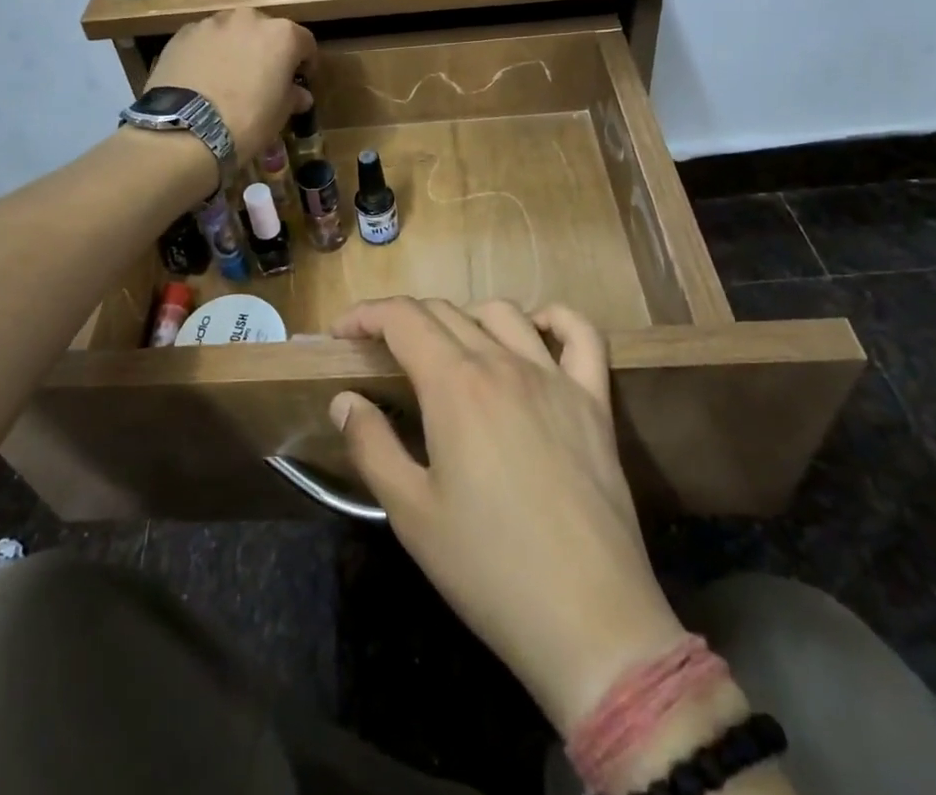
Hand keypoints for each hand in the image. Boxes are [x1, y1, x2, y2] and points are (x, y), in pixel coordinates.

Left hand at [145, 8, 315, 159]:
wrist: (186, 129)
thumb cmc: (247, 120)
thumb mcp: (280, 114)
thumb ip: (293, 96)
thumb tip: (299, 95)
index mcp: (282, 35)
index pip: (304, 42)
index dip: (304, 62)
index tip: (299, 80)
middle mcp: (248, 19)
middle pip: (265, 31)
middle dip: (266, 51)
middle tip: (261, 78)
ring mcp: (212, 23)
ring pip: (231, 33)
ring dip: (235, 49)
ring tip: (227, 79)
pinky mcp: (182, 34)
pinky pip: (203, 41)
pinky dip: (207, 54)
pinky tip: (201, 80)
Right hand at [330, 299, 686, 733]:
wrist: (590, 622)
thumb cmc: (488, 568)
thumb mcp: (410, 513)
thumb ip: (371, 444)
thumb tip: (344, 400)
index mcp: (454, 384)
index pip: (402, 318)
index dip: (365, 315)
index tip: (342, 333)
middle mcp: (503, 363)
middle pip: (445, 311)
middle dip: (403, 319)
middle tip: (382, 351)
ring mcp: (554, 378)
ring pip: (503, 313)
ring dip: (464, 317)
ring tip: (447, 348)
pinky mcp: (594, 402)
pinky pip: (580, 335)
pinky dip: (554, 319)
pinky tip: (535, 331)